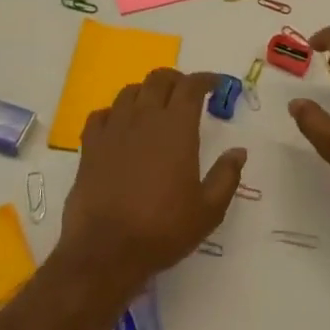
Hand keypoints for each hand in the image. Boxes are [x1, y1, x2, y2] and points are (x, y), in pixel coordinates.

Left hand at [60, 69, 244, 296]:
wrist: (105, 250)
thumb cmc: (163, 229)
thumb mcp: (208, 210)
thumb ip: (227, 176)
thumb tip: (239, 151)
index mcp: (177, 128)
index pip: (191, 86)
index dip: (206, 79)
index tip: (216, 85)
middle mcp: (144, 118)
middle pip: (159, 79)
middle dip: (176, 79)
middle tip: (187, 93)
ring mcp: (113, 129)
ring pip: (129, 91)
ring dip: (146, 92)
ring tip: (155, 106)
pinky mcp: (90, 146)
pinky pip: (101, 114)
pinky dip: (115, 112)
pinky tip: (120, 126)